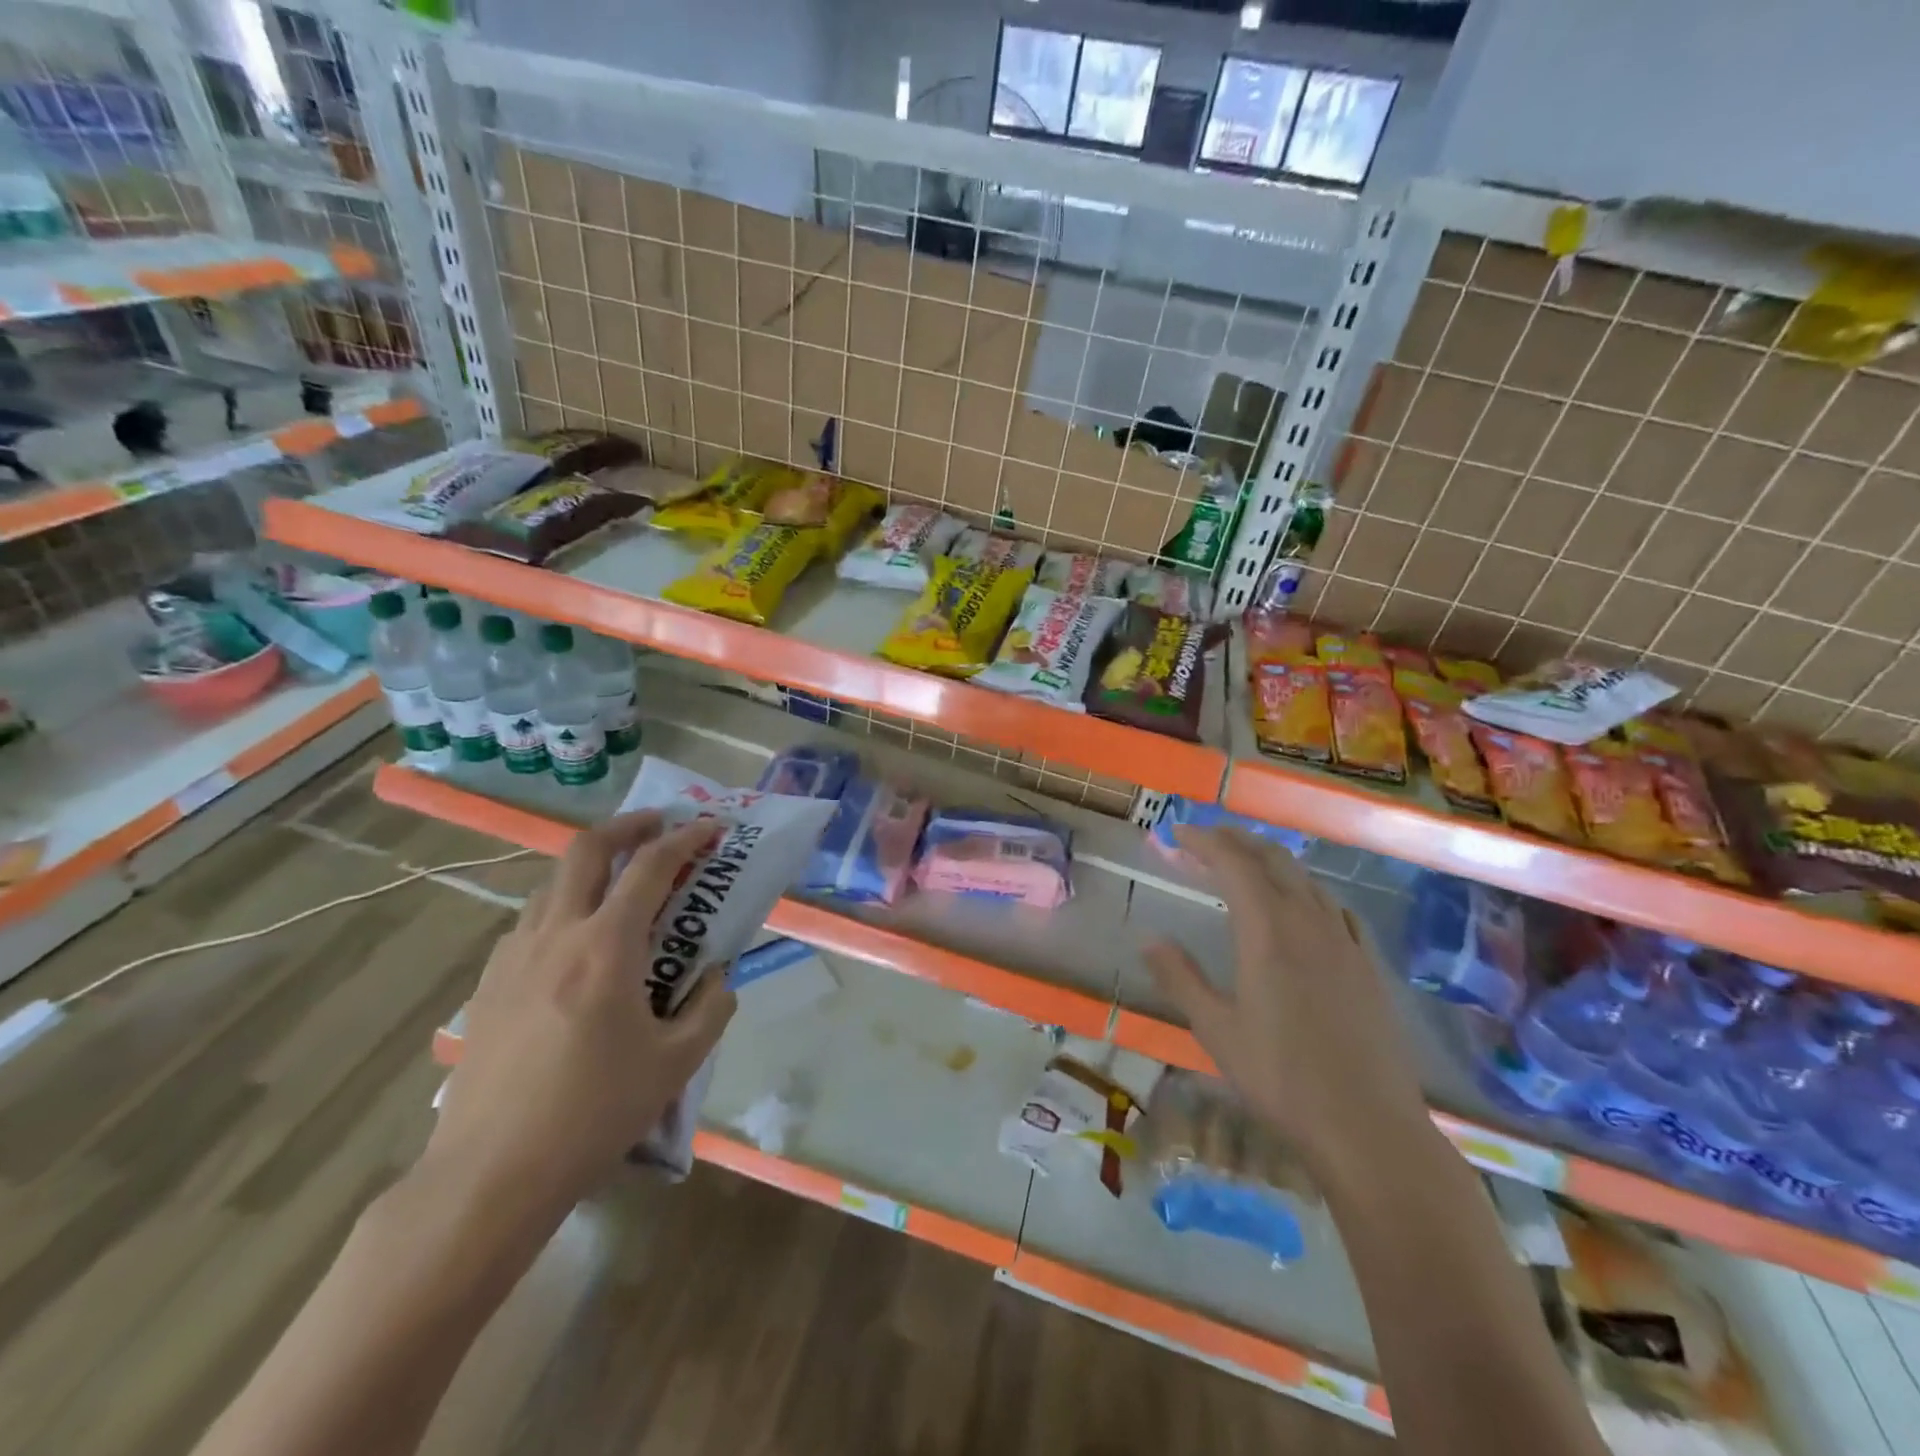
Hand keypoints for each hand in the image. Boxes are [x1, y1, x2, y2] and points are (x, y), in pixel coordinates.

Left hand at [424, 813, 736, 1229]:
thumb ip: (710, 1009)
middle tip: (658, 825)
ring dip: (591, 867)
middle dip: (628, 826)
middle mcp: (556, 935)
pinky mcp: (488, 985)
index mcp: (606, 947)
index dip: (685, 839)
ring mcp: (514, 957)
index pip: (650, 867)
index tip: (710, 827)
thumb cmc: (593, 1113)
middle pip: (586, 850)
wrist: (490, 1174)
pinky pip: (530, 924)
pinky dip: (562, 909)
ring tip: (620, 885)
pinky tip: (576, 947)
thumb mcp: (676, 1064)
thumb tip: (718, 978)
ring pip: (552, 884)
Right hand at [1145, 828, 1432, 1183]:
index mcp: (1268, 932)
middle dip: (1238, 841)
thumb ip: (1180, 978)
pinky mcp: (1368, 965)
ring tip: (1247, 866)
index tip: (1179, 834)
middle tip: (1207, 839)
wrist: (1369, 1127)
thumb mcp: (1216, 1030)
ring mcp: (1345, 942)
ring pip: (1307, 880)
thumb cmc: (1281, 1078)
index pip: (1234, 864)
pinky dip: (1308, 891)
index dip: (1205, 842)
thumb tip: (1148, 939)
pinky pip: (1335, 908)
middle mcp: (1309, 923)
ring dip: (1272, 862)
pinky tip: (1304, 908)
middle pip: (1274, 860)